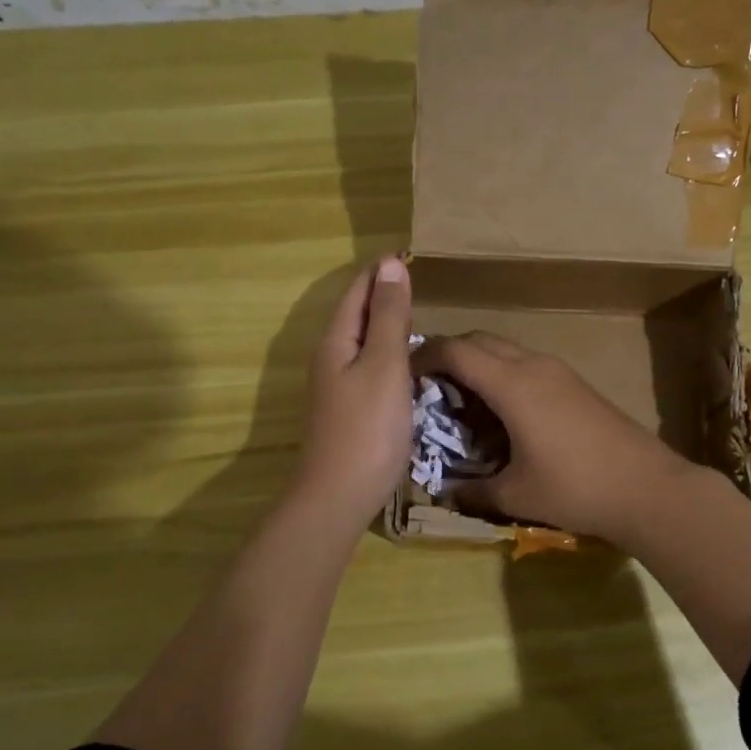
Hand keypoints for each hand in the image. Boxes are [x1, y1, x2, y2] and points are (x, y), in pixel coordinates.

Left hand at [293, 257, 414, 530]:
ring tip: (418, 313)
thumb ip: (389, 316)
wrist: (339, 495)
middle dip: (383, 292)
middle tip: (420, 279)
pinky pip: (368, 364)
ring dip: (385, 321)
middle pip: (356, 312)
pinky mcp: (348, 408)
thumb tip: (391, 264)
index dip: (382, 270)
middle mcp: (330, 357)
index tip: (411, 253)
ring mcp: (336, 385)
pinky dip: (387, 351)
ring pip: (362, 340)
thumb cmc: (367, 427)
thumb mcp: (384, 364)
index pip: (358, 290)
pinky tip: (407, 361)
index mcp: (336, 340)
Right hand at [411, 332, 696, 542]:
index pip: (456, 351)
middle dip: (449, 355)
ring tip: (462, 401)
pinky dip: (503, 374)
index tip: (403, 373)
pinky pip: (526, 364)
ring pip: (505, 350)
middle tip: (429, 387)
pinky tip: (502, 412)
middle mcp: (533, 365)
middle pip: (480, 340)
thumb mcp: (515, 495)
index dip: (424, 356)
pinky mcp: (575, 383)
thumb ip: (472, 491)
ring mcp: (558, 371)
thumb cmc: (575, 488)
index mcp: (512, 384)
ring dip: (478, 363)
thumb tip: (444, 492)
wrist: (647, 488)